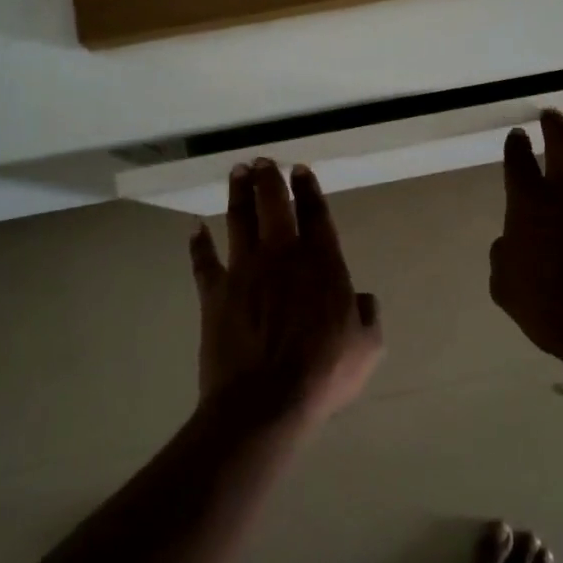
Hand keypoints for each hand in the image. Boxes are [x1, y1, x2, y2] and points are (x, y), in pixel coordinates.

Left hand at [189, 160, 383, 428]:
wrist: (265, 401)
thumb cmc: (324, 372)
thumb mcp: (367, 346)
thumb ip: (367, 315)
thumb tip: (362, 299)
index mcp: (322, 263)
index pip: (315, 215)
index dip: (308, 189)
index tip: (300, 170)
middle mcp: (282, 256)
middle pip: (273, 205)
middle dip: (269, 179)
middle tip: (263, 161)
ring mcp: (244, 271)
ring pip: (239, 221)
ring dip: (238, 194)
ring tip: (237, 172)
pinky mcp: (215, 293)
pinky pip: (204, 261)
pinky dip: (199, 244)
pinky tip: (195, 228)